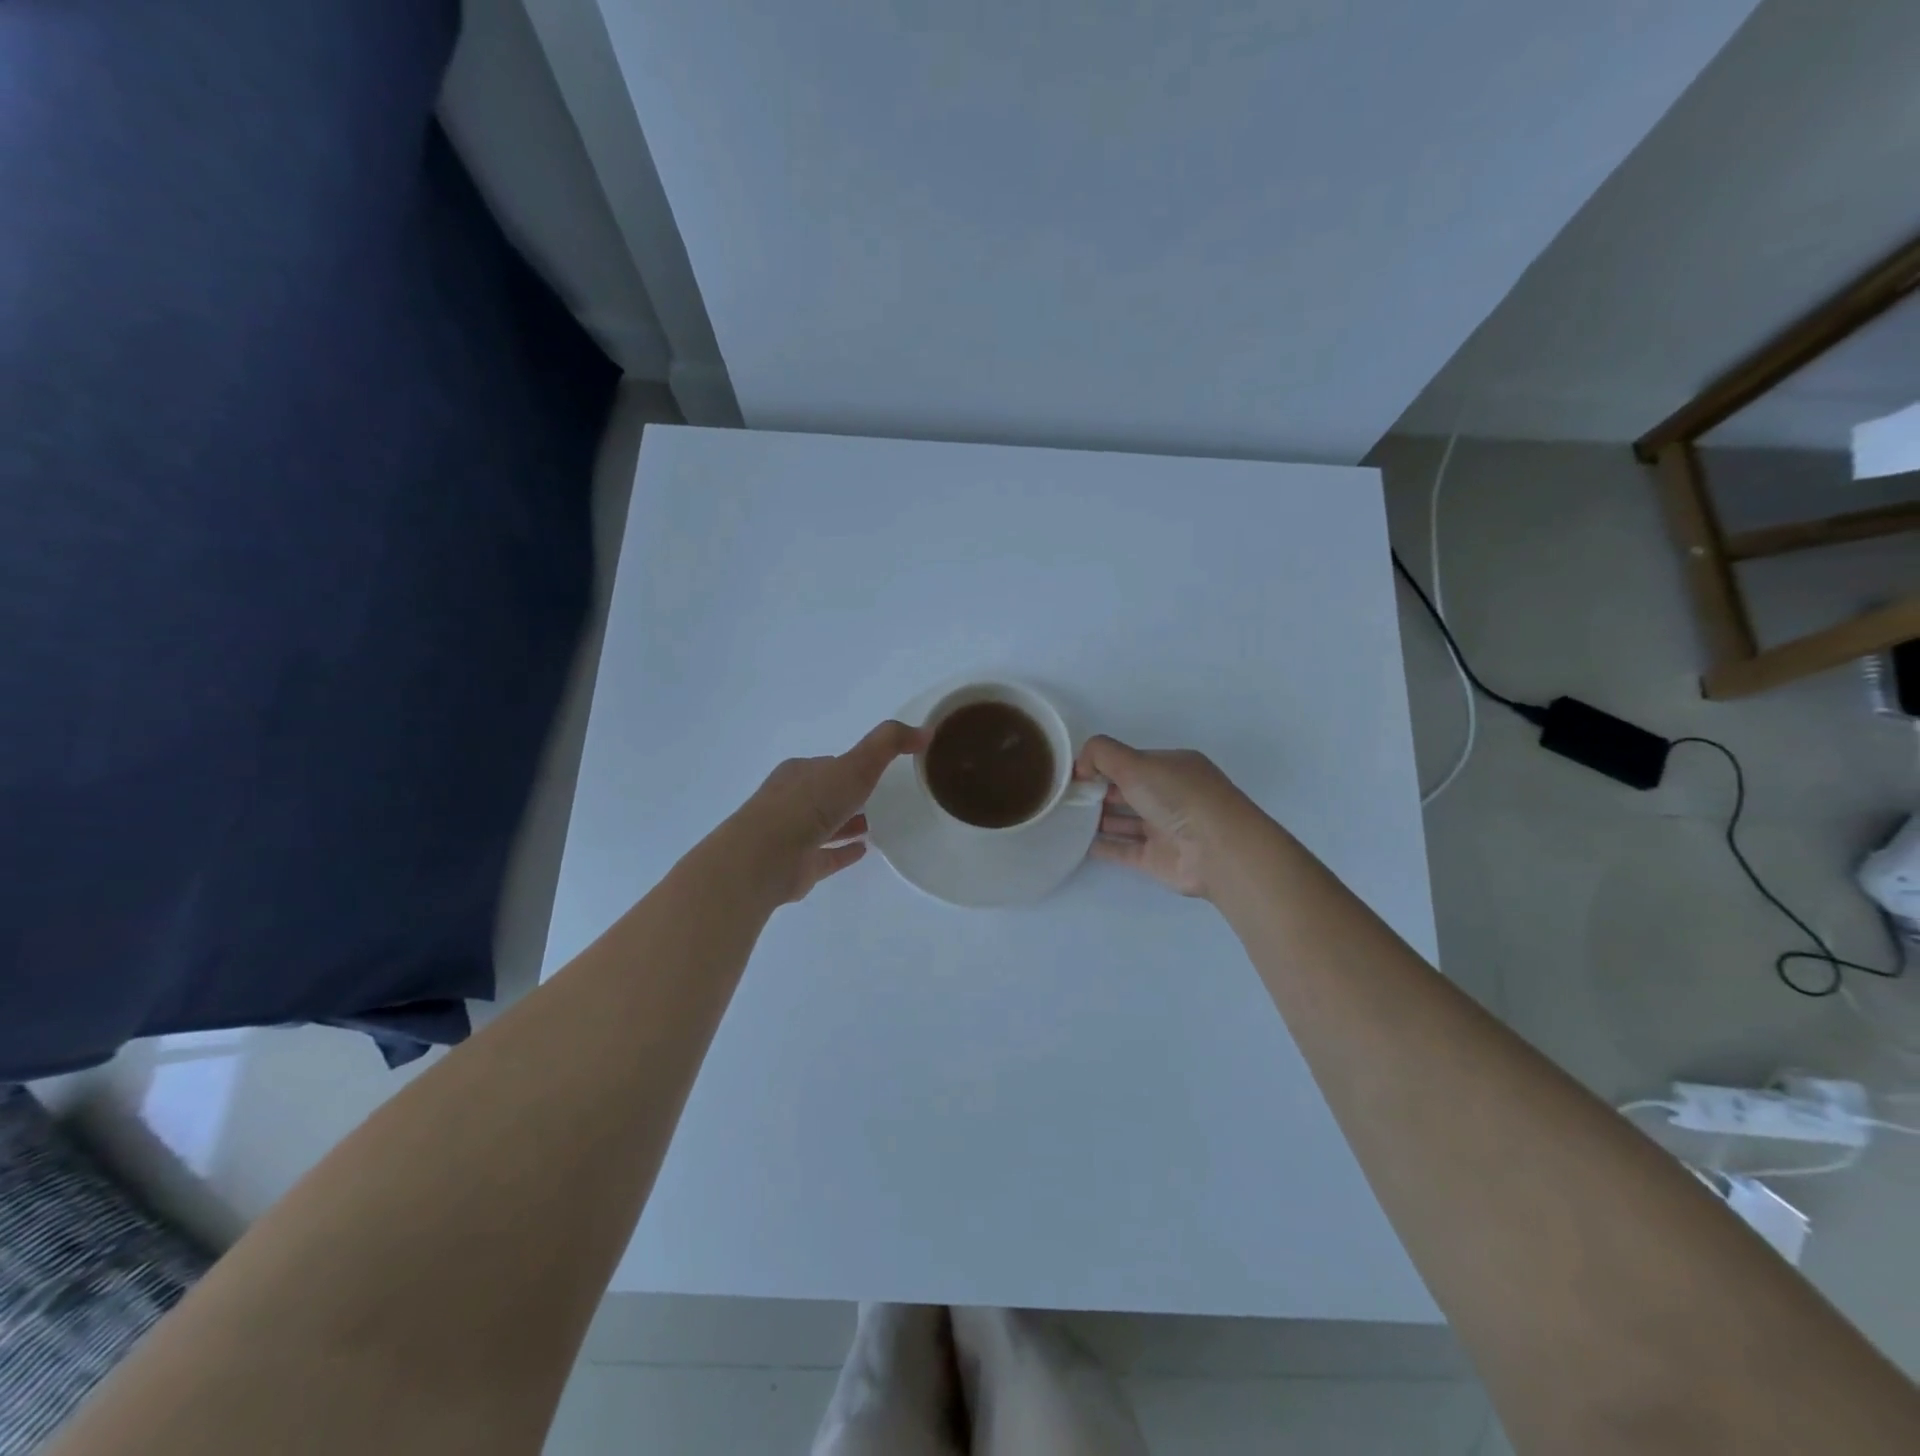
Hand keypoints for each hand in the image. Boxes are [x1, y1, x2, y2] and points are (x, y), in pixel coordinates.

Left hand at [733, 720, 923, 903]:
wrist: (765, 857)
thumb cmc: (809, 804)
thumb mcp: (855, 765)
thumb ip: (888, 744)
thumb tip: (925, 731)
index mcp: (801, 773)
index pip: (831, 765)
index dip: (852, 765)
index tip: (877, 769)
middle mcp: (792, 801)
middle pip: (826, 794)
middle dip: (848, 794)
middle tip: (880, 797)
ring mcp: (792, 835)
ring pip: (825, 826)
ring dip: (847, 824)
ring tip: (877, 825)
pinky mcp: (798, 866)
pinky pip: (826, 857)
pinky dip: (843, 853)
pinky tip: (864, 851)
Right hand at [1077, 735, 1267, 899]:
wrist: (1217, 850)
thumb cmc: (1178, 797)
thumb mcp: (1136, 763)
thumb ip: (1102, 754)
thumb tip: (1081, 766)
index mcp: (1172, 767)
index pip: (1131, 762)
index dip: (1102, 765)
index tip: (1074, 774)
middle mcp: (1169, 796)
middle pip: (1126, 791)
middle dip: (1096, 791)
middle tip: (1063, 797)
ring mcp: (1164, 829)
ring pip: (1124, 821)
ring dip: (1097, 819)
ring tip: (1064, 818)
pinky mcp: (1157, 859)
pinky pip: (1124, 850)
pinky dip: (1103, 846)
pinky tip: (1078, 843)